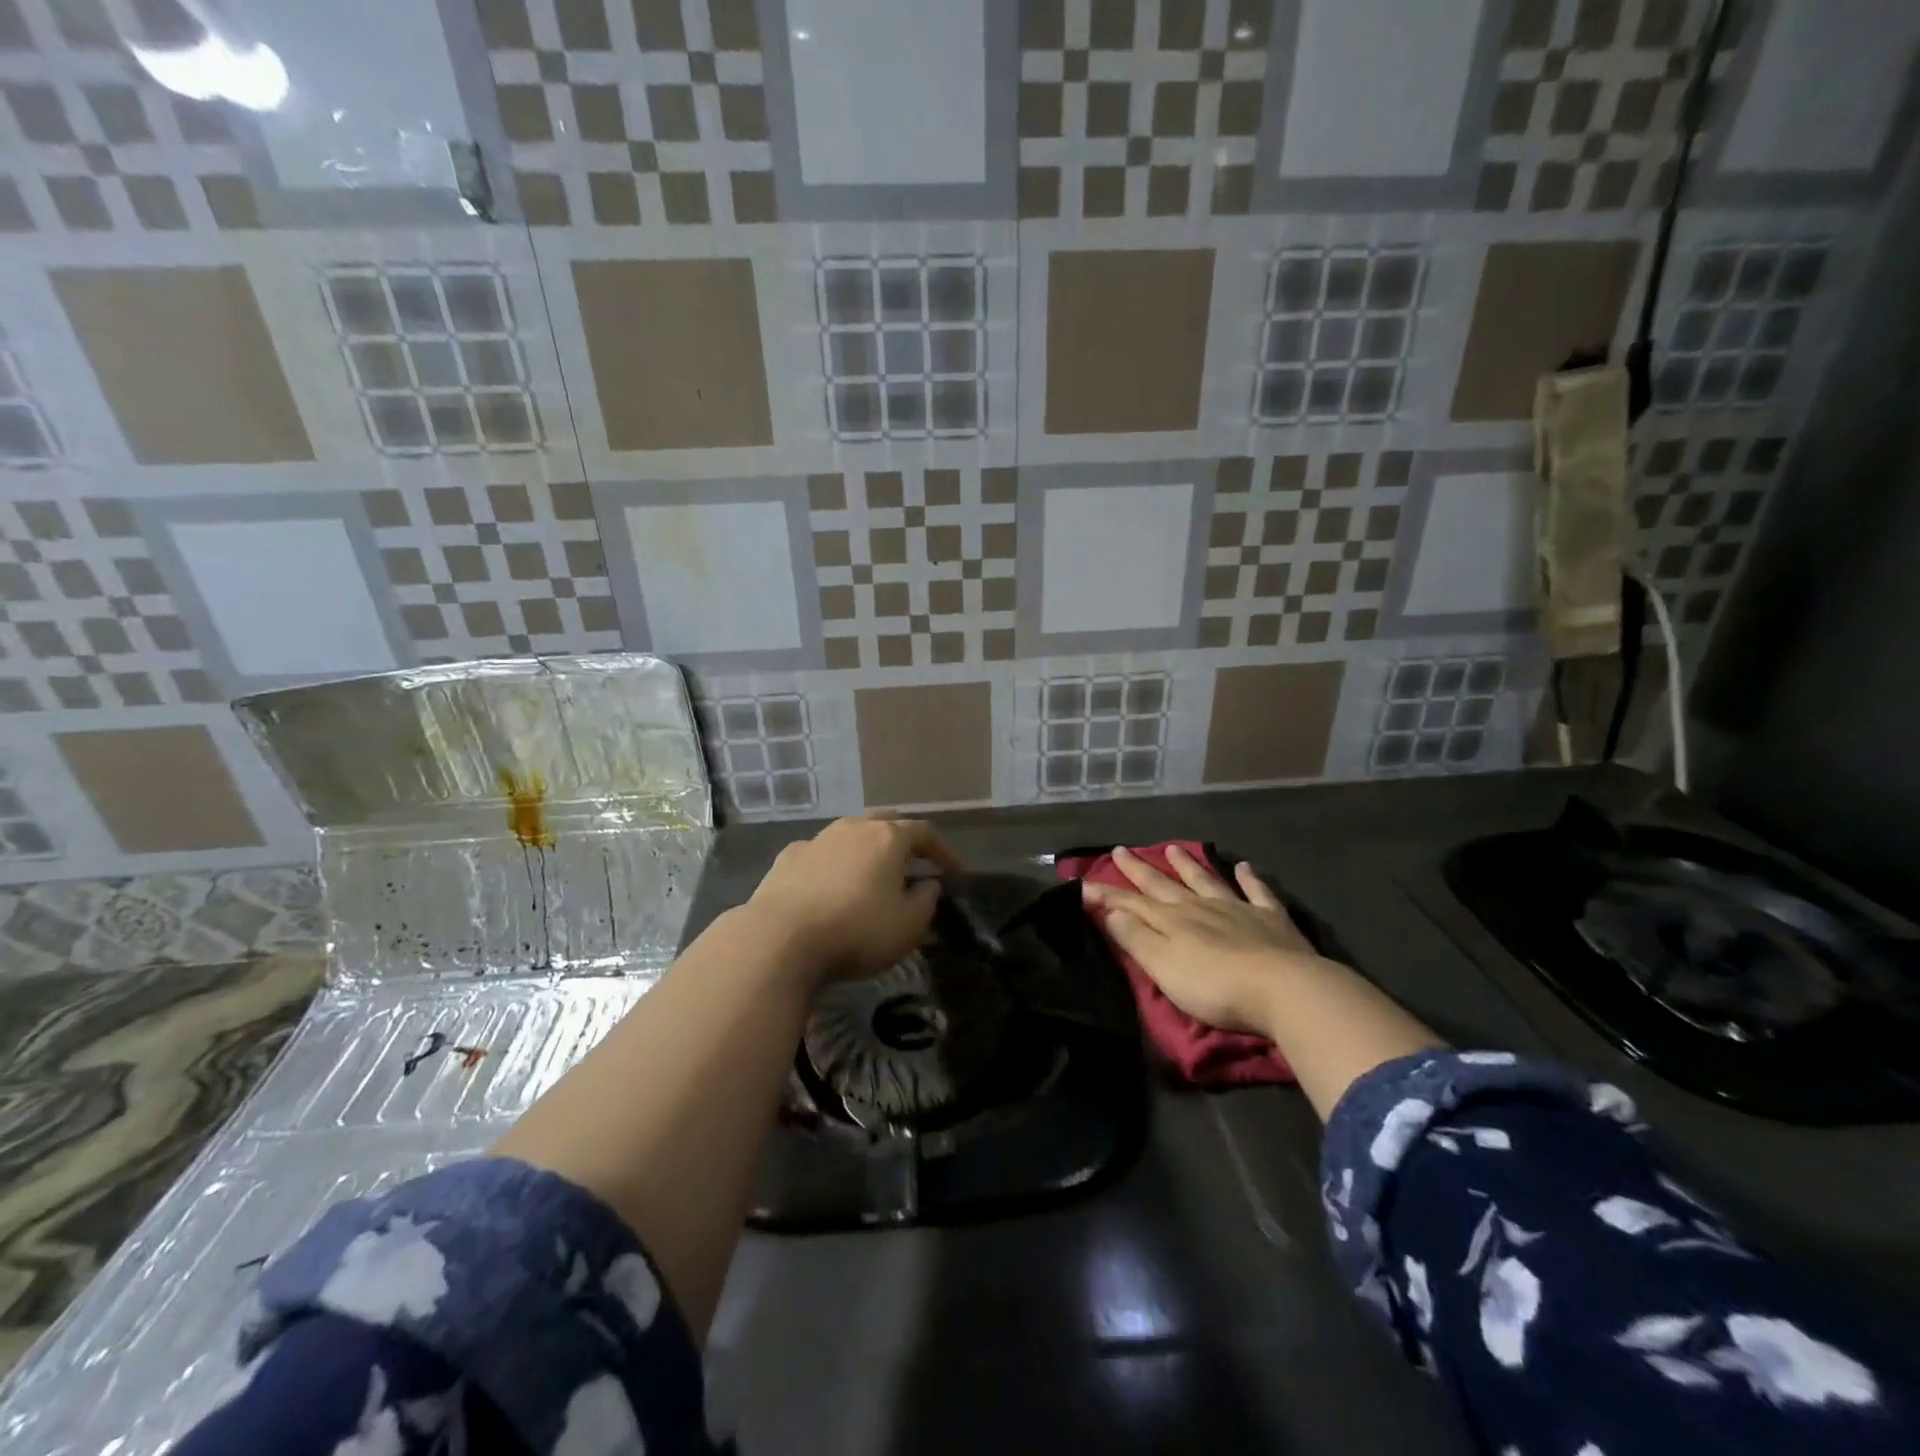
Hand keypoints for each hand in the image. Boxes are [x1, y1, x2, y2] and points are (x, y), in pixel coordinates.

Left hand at [742, 815, 960, 987]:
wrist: (780, 939)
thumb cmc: (856, 931)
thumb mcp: (909, 926)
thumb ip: (926, 901)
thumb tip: (928, 884)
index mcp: (888, 838)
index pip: (924, 832)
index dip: (943, 850)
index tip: (954, 871)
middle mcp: (853, 828)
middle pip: (885, 822)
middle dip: (903, 840)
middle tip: (913, 863)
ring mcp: (817, 839)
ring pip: (850, 834)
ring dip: (865, 850)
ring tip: (871, 875)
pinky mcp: (787, 858)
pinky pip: (820, 854)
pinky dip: (833, 864)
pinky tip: (830, 886)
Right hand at [1082, 846, 1336, 1036]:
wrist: (1284, 989)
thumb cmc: (1215, 986)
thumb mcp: (1163, 967)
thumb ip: (1135, 938)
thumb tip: (1111, 910)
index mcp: (1172, 921)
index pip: (1131, 904)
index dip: (1106, 895)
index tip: (1083, 883)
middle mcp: (1200, 907)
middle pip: (1163, 886)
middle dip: (1139, 870)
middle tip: (1120, 850)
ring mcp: (1237, 909)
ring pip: (1206, 881)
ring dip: (1188, 866)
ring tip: (1173, 848)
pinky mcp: (1271, 920)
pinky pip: (1257, 892)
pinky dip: (1249, 878)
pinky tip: (1244, 867)